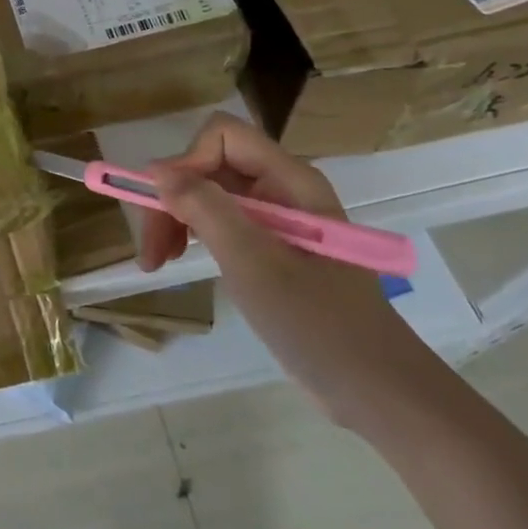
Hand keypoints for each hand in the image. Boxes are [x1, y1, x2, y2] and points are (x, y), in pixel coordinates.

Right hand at [140, 113, 439, 430]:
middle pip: (209, 165)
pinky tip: (178, 262)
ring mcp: (276, 218)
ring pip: (208, 193)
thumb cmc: (318, 324)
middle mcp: (282, 188)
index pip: (222, 136)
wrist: (377, 391)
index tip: (163, 208)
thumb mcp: (254, 263)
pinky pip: (220, 221)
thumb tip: (156, 170)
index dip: (186, 162)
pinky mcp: (271, 246)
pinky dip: (192, 236)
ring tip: (156, 262)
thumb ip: (205, 208)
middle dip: (172, 199)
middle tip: (150, 250)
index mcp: (290, 180)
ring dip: (174, 219)